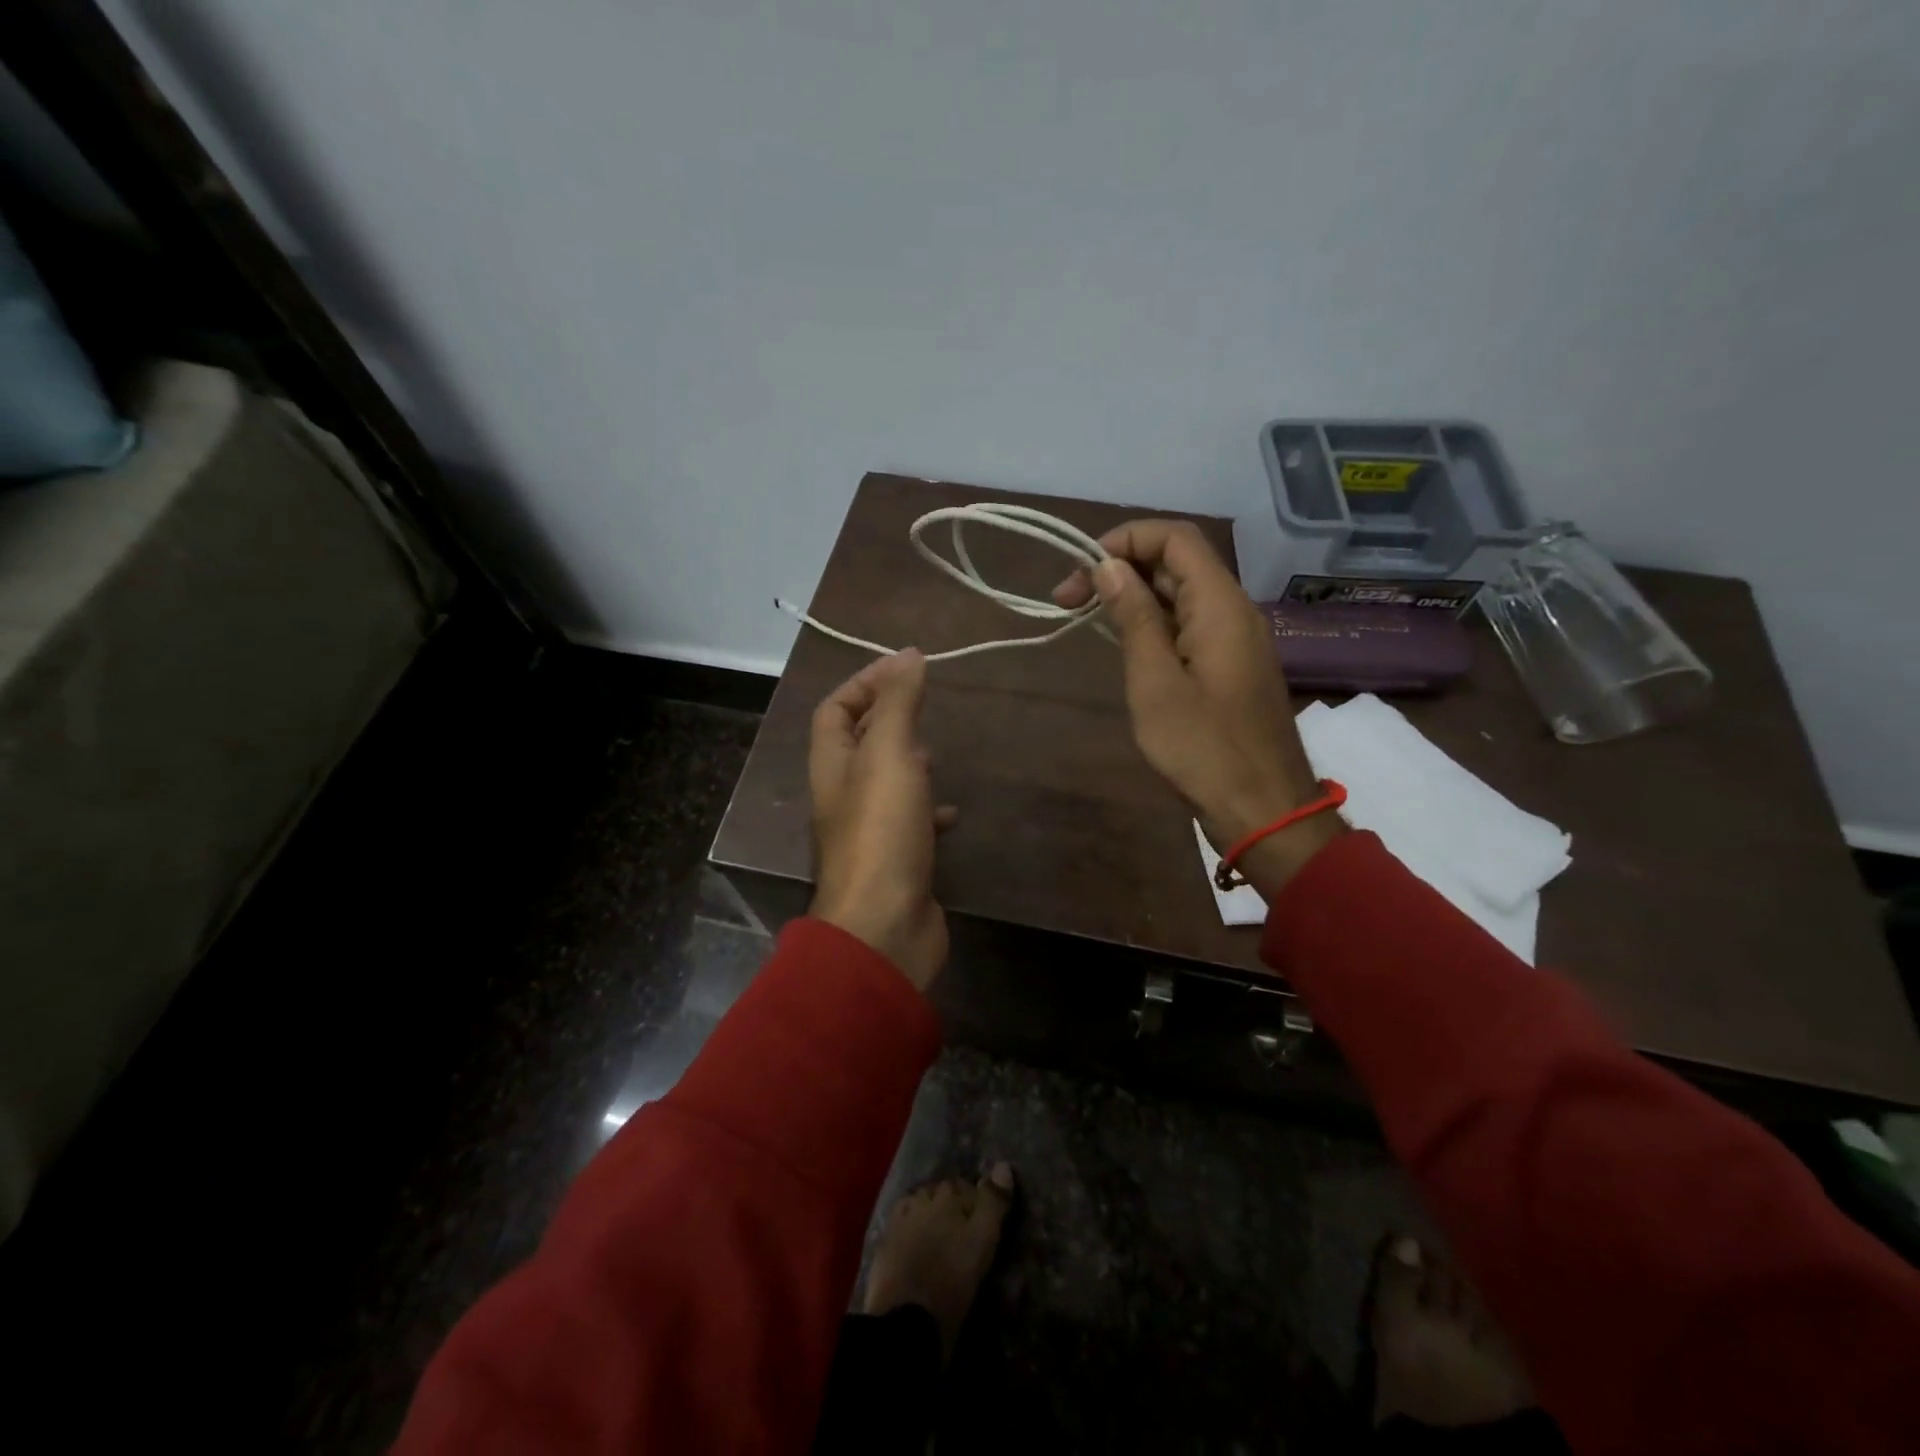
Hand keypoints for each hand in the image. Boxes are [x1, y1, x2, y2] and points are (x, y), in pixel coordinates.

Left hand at [808, 649, 955, 991]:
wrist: (885, 926)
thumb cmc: (882, 833)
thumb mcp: (890, 755)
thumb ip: (899, 704)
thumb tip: (908, 654)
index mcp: (832, 767)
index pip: (834, 711)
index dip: (863, 683)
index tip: (905, 668)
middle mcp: (843, 797)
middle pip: (855, 746)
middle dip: (885, 721)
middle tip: (922, 708)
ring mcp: (868, 833)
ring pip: (884, 785)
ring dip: (907, 764)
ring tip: (937, 754)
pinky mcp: (895, 862)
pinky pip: (909, 824)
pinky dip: (929, 812)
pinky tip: (952, 813)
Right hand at [1055, 520, 1342, 894]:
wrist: (1263, 809)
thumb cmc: (1203, 748)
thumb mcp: (1154, 682)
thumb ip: (1133, 618)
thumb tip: (1110, 567)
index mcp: (1219, 605)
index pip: (1175, 538)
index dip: (1124, 540)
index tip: (1080, 569)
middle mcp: (1233, 610)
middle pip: (1176, 563)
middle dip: (1119, 569)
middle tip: (1066, 600)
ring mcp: (1234, 640)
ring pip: (1180, 595)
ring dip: (1132, 597)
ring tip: (1085, 619)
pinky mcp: (1230, 666)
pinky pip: (1188, 625)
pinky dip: (1152, 624)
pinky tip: (1123, 646)